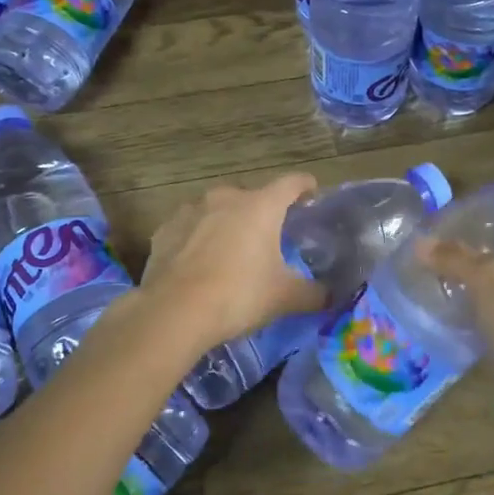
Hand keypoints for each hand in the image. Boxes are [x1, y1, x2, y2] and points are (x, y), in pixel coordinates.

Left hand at [138, 174, 326, 352]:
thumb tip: (329, 295)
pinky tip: (198, 262)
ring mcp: (191, 210)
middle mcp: (226, 197)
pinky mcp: (165, 229)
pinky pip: (189, 228)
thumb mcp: (285, 297)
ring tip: (231, 249)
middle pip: (252, 196)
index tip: (312, 192)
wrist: (174, 311)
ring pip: (217, 209)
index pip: (291, 183)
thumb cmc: (239, 294)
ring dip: (227, 223)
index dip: (305, 186)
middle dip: (262, 211)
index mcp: (261, 206)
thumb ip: (313, 293)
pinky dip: (197, 238)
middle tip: (270, 235)